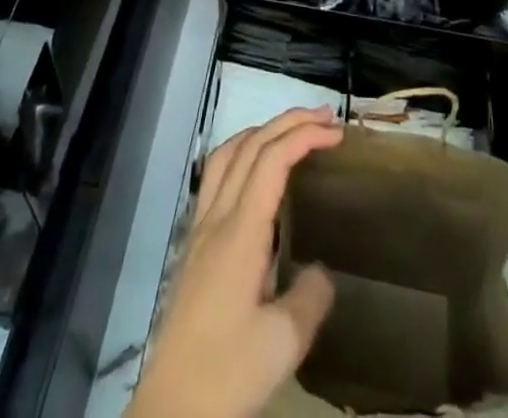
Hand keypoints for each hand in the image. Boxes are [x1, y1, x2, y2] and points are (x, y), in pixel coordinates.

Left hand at [129, 109, 343, 417]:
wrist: (171, 408)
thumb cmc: (227, 373)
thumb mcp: (283, 344)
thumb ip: (310, 297)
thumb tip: (322, 270)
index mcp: (239, 232)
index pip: (271, 160)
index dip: (303, 136)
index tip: (336, 133)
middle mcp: (216, 217)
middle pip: (249, 146)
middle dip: (287, 123)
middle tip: (325, 118)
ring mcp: (199, 228)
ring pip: (227, 154)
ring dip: (261, 132)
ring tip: (292, 132)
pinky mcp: (193, 245)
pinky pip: (215, 177)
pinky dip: (241, 155)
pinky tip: (256, 175)